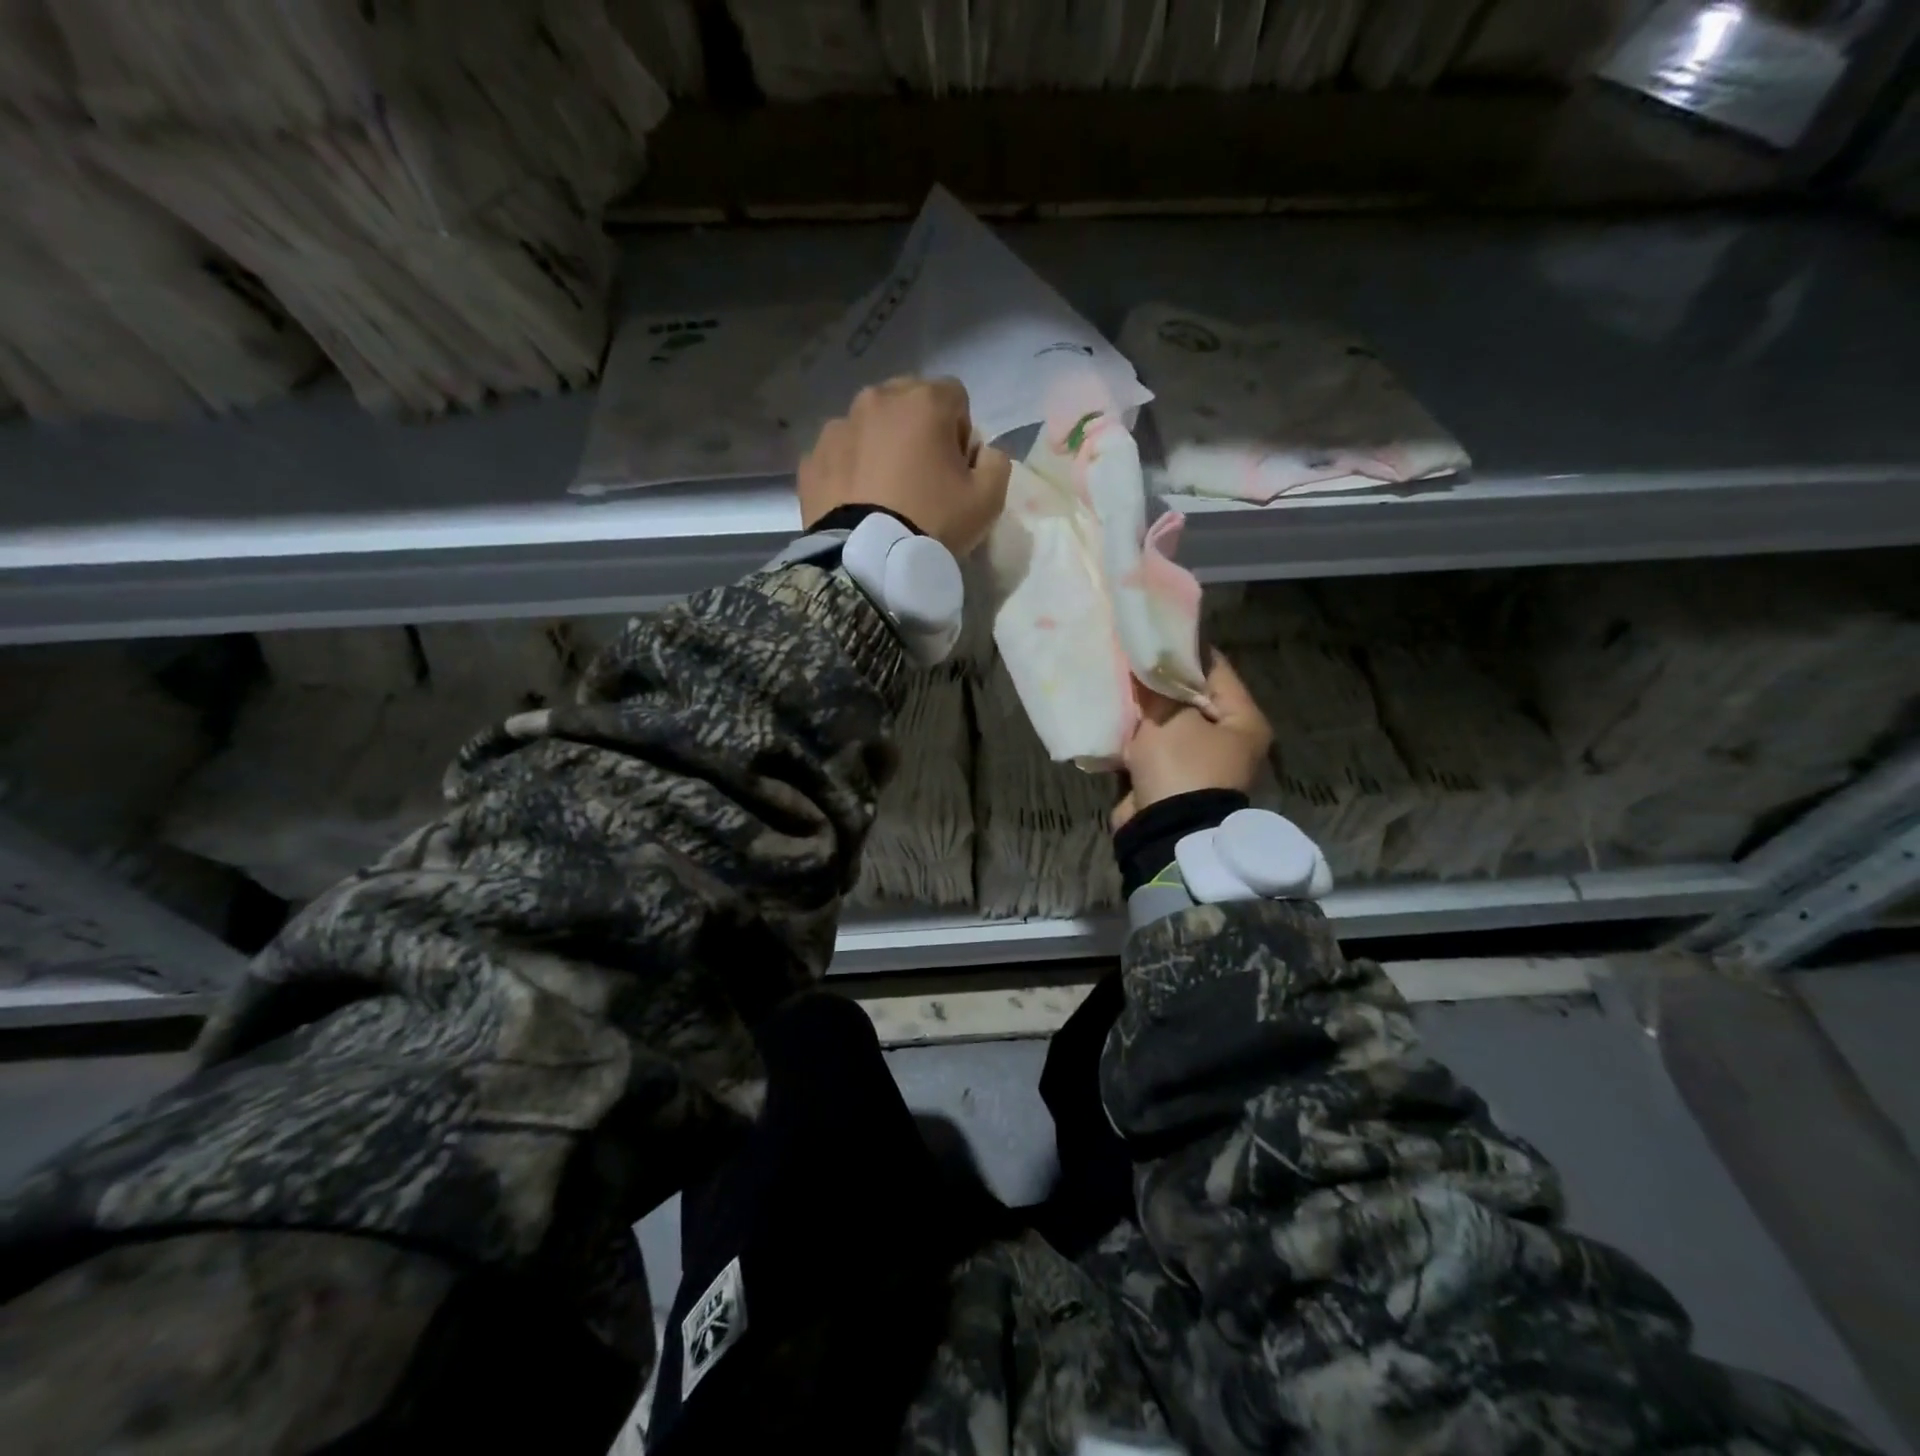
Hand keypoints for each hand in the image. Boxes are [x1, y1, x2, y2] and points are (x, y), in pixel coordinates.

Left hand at [798, 377, 1011, 556]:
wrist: (868, 562)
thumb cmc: (933, 523)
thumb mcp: (988, 500)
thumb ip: (996, 463)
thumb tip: (984, 452)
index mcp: (923, 401)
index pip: (954, 397)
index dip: (960, 433)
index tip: (956, 469)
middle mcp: (876, 400)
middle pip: (907, 402)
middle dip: (917, 431)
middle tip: (921, 478)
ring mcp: (838, 428)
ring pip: (868, 426)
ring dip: (880, 447)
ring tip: (884, 492)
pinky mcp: (812, 459)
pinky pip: (839, 455)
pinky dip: (849, 470)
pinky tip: (857, 502)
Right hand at [1112, 653, 1271, 830]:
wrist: (1167, 832)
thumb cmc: (1182, 766)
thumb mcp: (1171, 719)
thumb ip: (1159, 688)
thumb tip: (1147, 665)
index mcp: (1243, 721)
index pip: (1216, 669)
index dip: (1184, 650)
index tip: (1154, 633)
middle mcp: (1227, 740)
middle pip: (1190, 697)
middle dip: (1159, 681)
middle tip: (1129, 657)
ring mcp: (1198, 762)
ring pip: (1167, 723)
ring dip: (1144, 709)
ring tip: (1117, 682)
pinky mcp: (1171, 779)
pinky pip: (1152, 747)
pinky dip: (1135, 735)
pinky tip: (1113, 716)